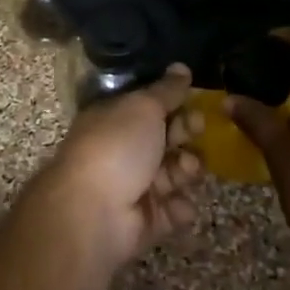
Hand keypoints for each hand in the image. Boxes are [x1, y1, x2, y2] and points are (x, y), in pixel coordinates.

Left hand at [36, 64, 203, 265]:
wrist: (94, 212)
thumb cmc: (116, 148)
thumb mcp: (142, 107)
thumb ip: (166, 90)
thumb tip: (181, 67)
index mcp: (114, 120)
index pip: (150, 108)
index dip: (175, 103)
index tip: (195, 100)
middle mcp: (123, 151)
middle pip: (166, 139)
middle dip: (186, 134)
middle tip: (195, 131)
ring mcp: (134, 187)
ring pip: (175, 174)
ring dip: (186, 169)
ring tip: (185, 169)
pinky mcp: (146, 221)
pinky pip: (174, 210)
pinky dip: (179, 207)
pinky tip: (176, 204)